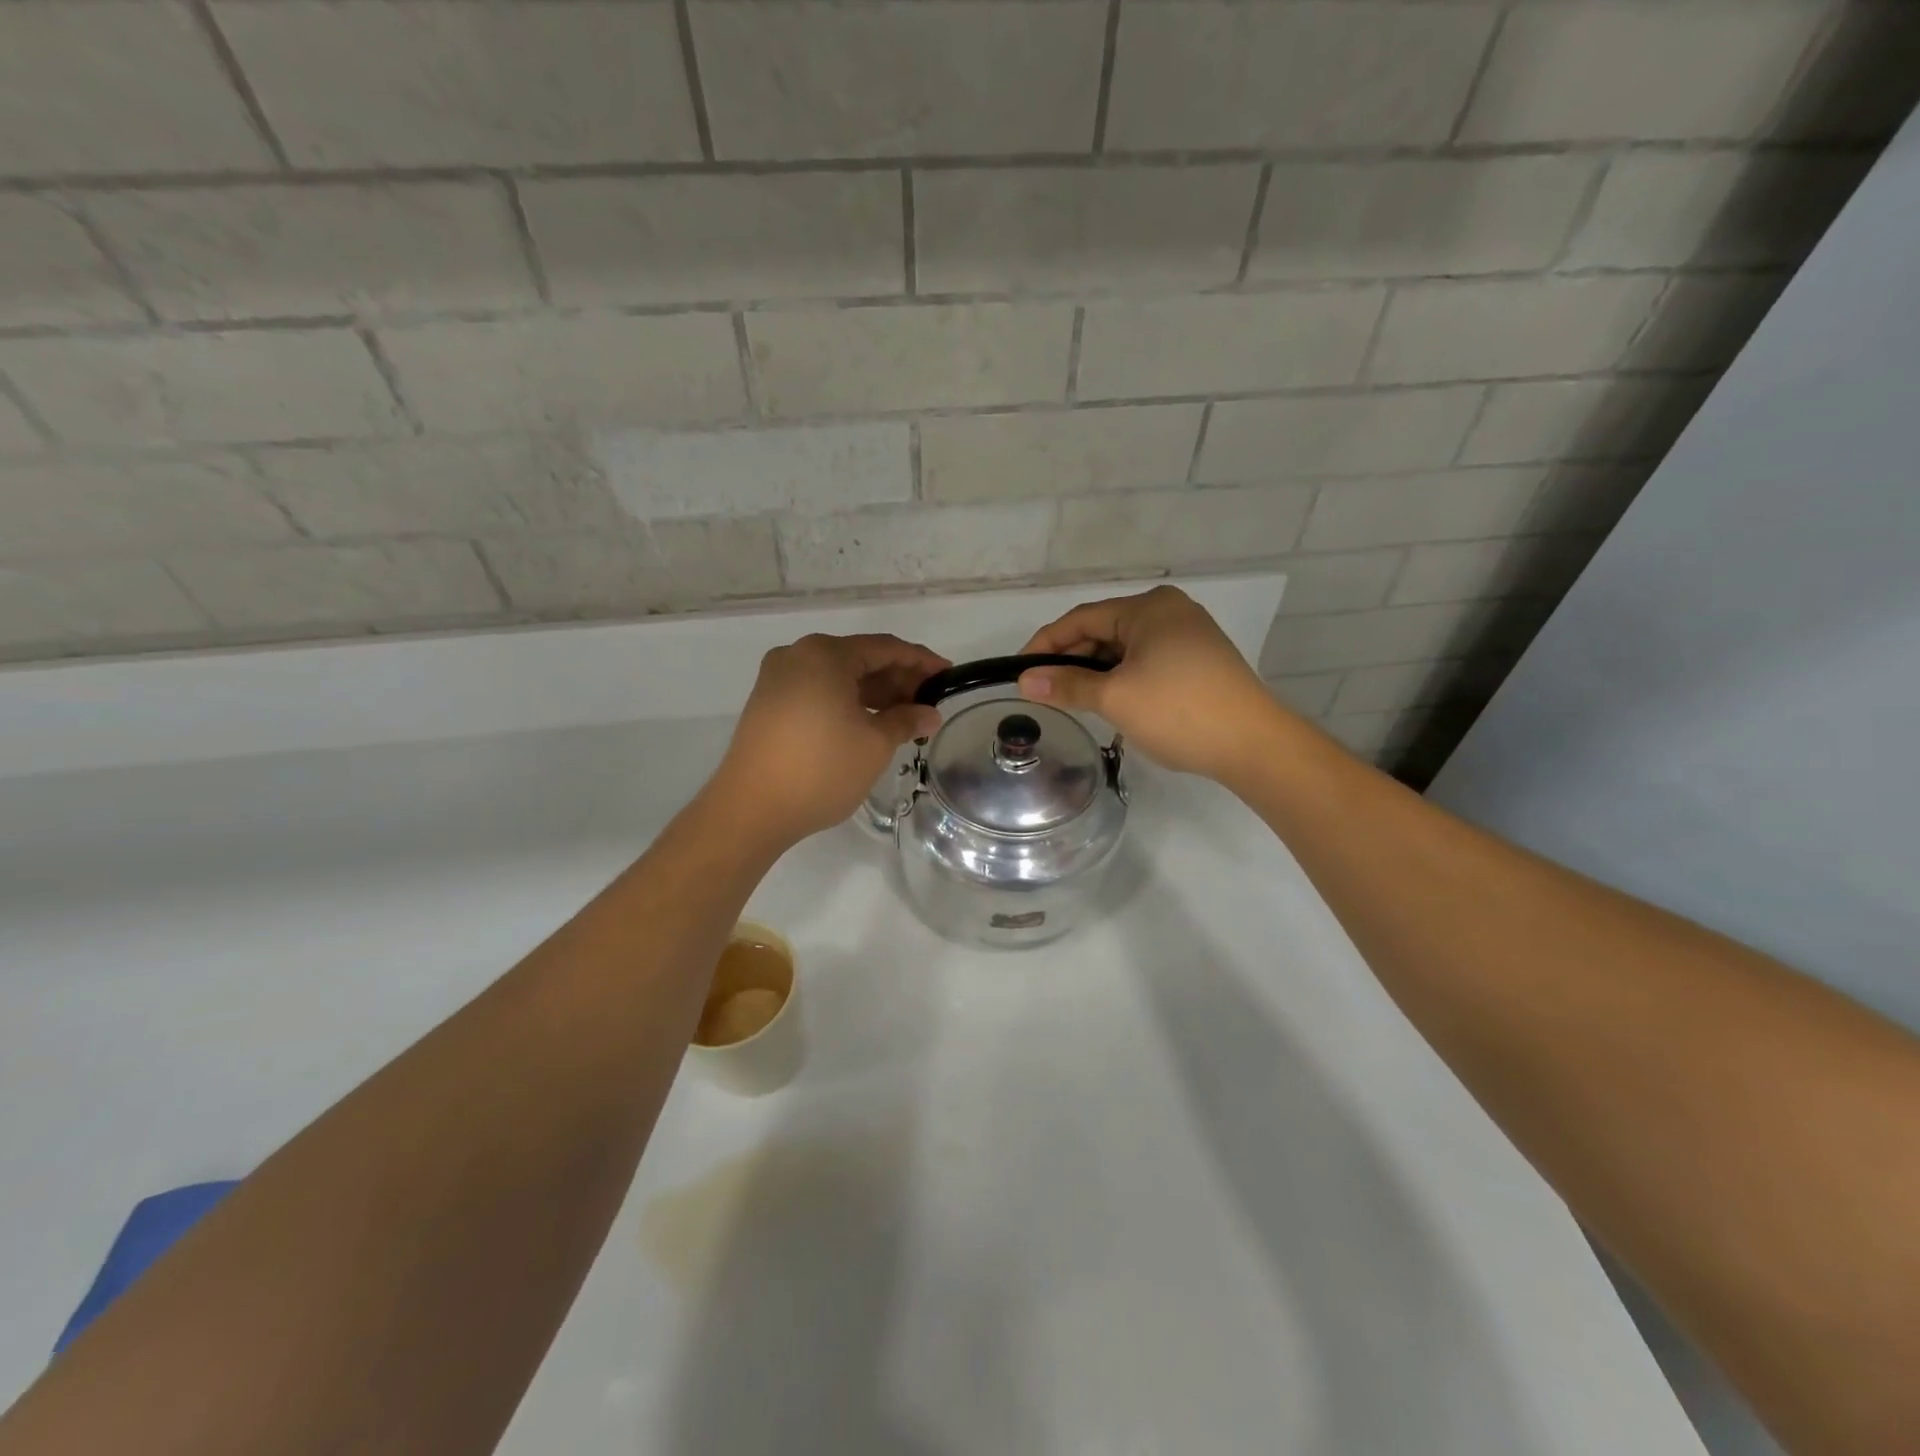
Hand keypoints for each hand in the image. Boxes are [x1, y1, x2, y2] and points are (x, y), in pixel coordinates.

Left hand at [713, 633, 948, 846]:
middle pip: (859, 658)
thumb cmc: (821, 769)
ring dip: (873, 693)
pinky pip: (818, 691)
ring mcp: (778, 679)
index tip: (948, 676)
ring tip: (905, 717)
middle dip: (897, 679)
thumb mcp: (874, 744)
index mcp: (825, 654)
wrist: (750, 809)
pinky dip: (847, 702)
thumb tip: (930, 713)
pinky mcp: (768, 703)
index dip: (921, 661)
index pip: (885, 648)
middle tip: (929, 702)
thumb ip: (906, 720)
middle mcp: (798, 656)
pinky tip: (869, 723)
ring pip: (838, 676)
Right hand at [1017, 586, 1295, 781]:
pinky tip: (1110, 701)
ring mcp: (1188, 635)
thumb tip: (1024, 682)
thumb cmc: (1178, 711)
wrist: (1253, 744)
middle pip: (1103, 631)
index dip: (1045, 644)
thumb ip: (1067, 685)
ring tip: (1072, 700)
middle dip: (1072, 660)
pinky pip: (1146, 661)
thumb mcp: (1115, 698)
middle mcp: (1169, 611)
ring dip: (1096, 672)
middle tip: (1044, 692)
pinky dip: (1122, 678)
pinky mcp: (1199, 661)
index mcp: (1148, 608)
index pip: (1081, 619)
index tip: (1019, 672)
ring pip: (1125, 649)